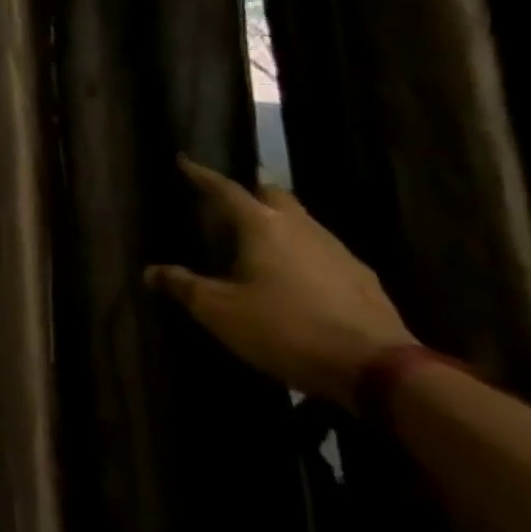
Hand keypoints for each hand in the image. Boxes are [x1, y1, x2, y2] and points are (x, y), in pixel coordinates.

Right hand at [144, 155, 415, 405]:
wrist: (379, 370)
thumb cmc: (284, 328)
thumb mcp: (219, 310)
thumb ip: (184, 286)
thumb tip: (152, 272)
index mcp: (263, 227)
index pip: (227, 190)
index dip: (202, 175)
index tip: (184, 161)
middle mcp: (303, 229)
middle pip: (275, 196)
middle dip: (252, 193)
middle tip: (229, 202)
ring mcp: (340, 254)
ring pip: (303, 223)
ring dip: (279, 224)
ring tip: (257, 241)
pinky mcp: (364, 281)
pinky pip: (324, 253)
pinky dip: (302, 254)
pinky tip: (294, 277)